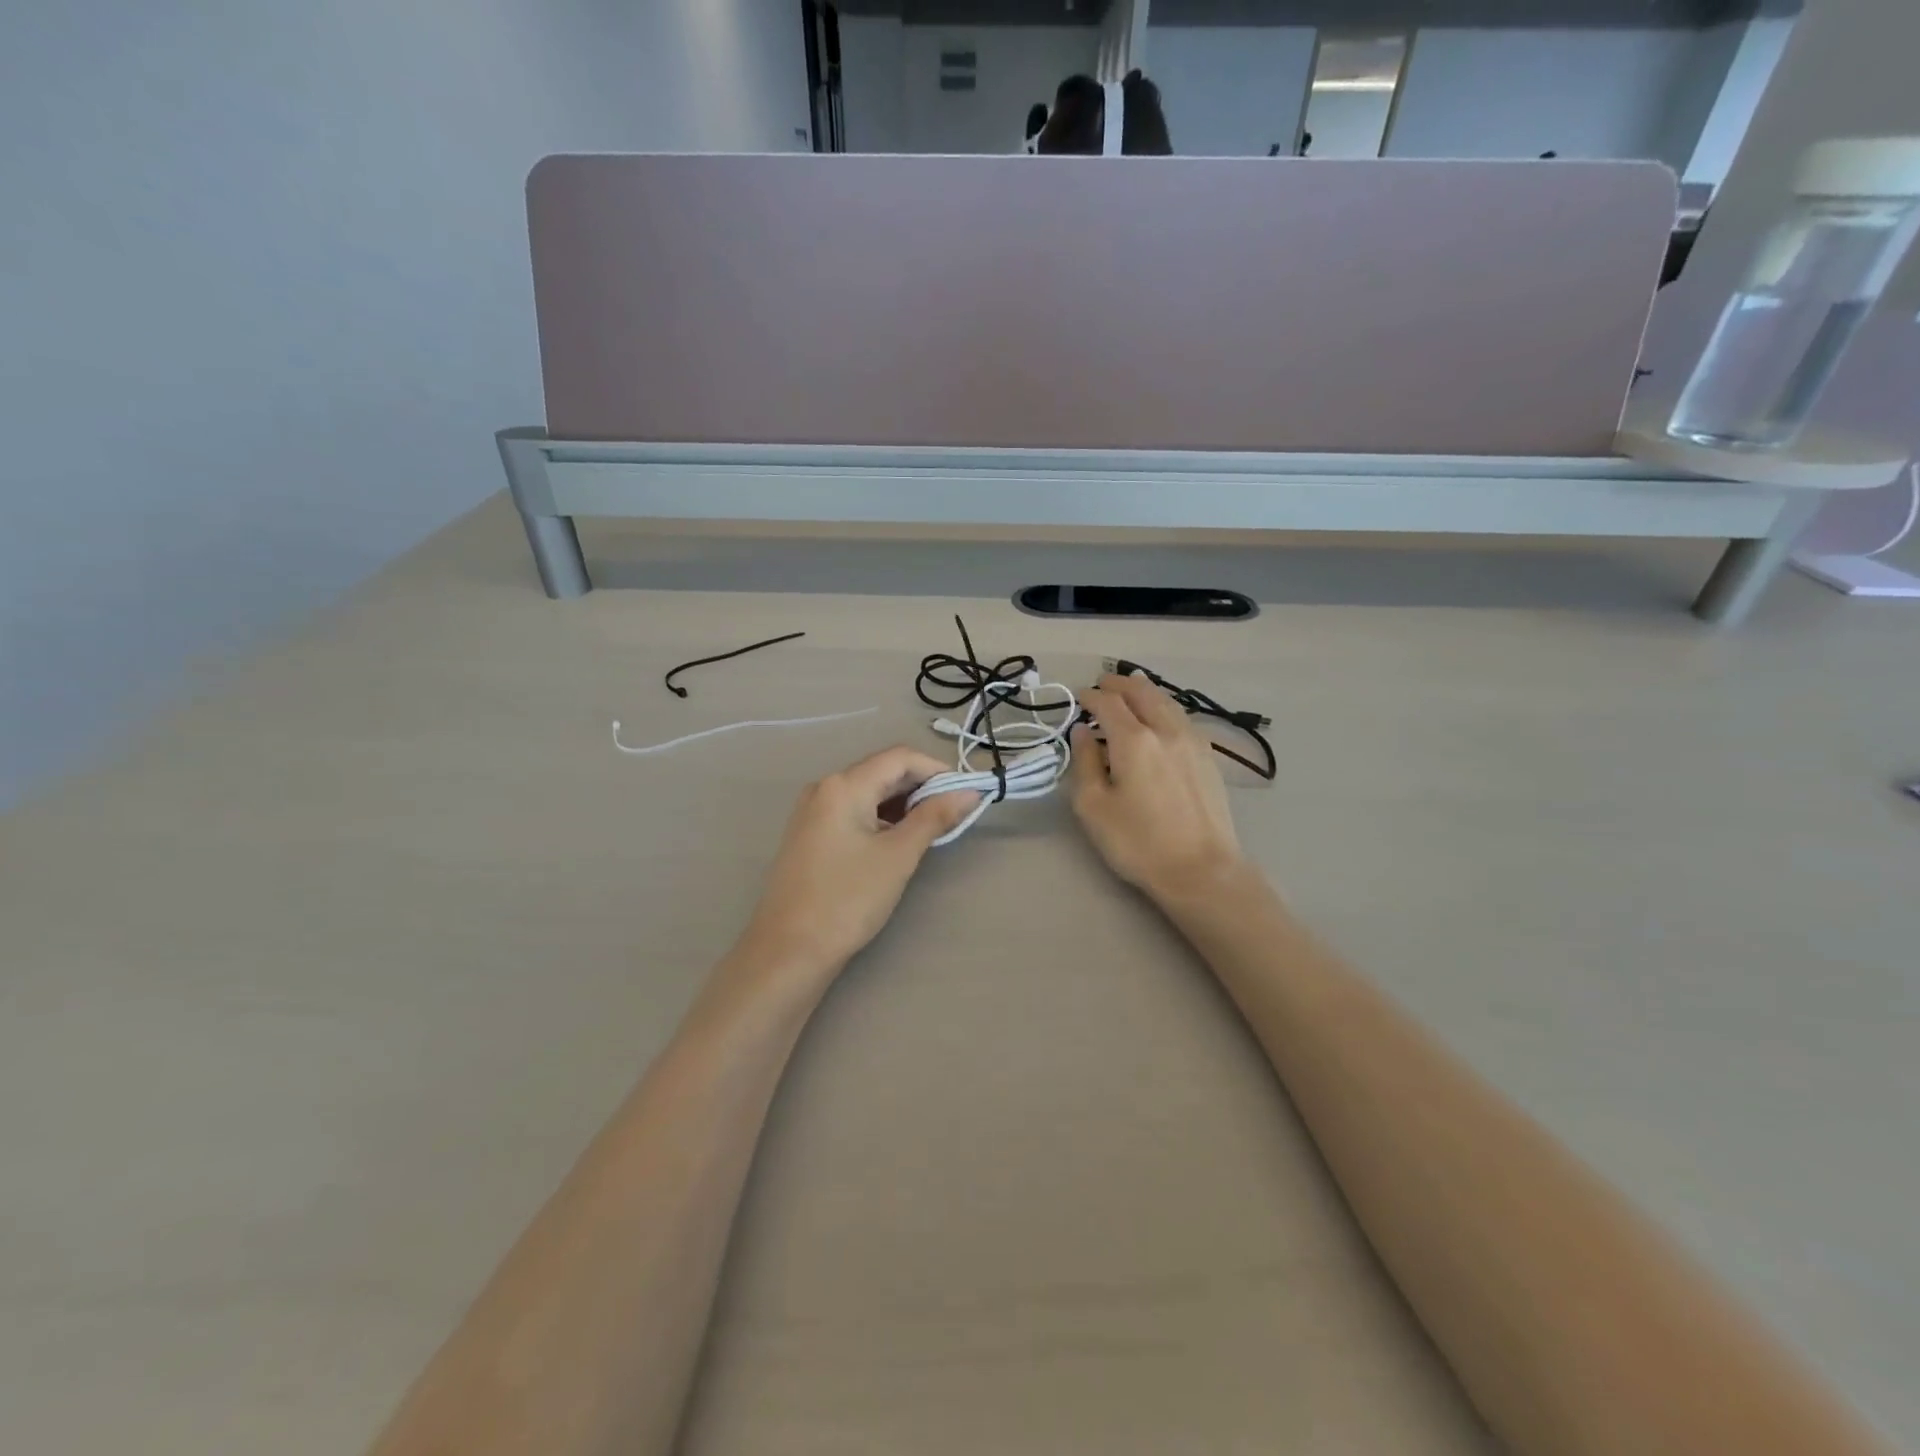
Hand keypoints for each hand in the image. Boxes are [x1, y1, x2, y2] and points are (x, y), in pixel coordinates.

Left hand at [733, 746, 978, 986]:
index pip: (900, 757)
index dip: (937, 770)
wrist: (789, 951)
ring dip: (903, 805)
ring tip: (932, 830)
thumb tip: (969, 792)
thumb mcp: (898, 856)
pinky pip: (854, 812)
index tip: (967, 794)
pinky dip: (882, 819)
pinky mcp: (810, 835)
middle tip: (954, 814)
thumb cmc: (847, 899)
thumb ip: (934, 817)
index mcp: (843, 785)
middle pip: (883, 772)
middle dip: (921, 788)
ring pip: (869, 793)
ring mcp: (813, 812)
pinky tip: (898, 842)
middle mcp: (824, 788)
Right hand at [1071, 674, 1244, 902]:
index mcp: (1134, 740)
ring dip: (1143, 692)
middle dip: (1118, 685)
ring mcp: (1193, 741)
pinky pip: (1181, 717)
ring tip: (1129, 694)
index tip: (1079, 697)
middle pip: (1141, 692)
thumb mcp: (1093, 806)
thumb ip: (1085, 762)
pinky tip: (1158, 719)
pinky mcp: (1209, 757)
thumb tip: (1083, 732)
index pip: (1108, 703)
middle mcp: (1166, 730)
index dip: (1090, 696)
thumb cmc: (1138, 842)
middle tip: (1102, 686)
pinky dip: (1163, 707)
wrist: (1201, 870)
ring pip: (1166, 701)